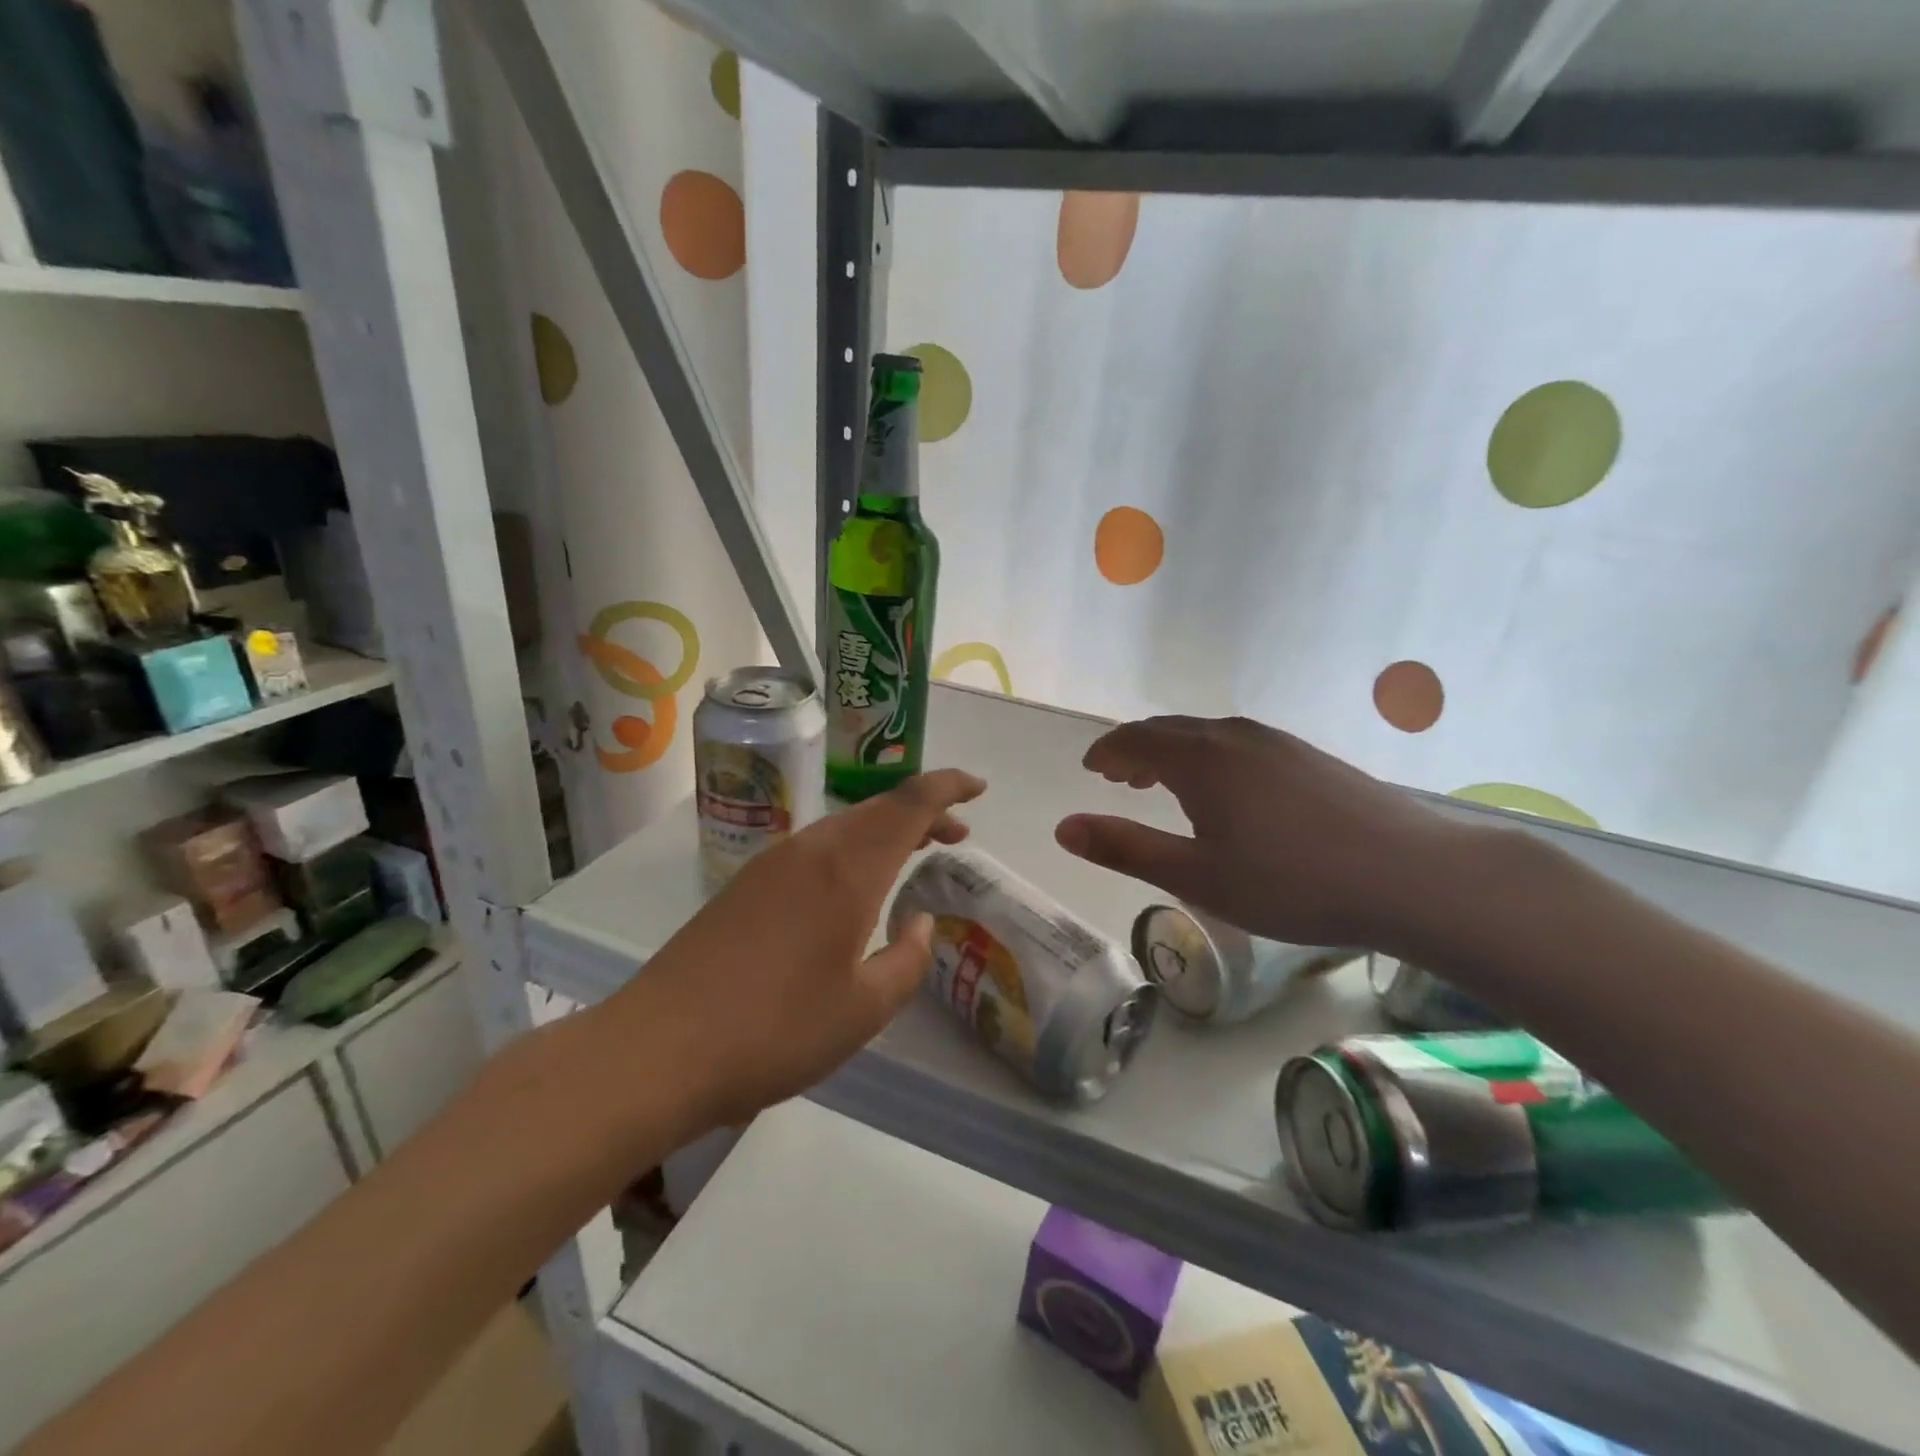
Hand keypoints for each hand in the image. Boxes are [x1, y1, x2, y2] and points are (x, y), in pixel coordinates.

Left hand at [619, 768, 986, 1131]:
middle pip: (878, 810)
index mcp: (848, 870)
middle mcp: (811, 851)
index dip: (949, 787)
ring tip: (911, 855)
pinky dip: (850, 850)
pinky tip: (850, 886)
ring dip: (884, 832)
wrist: (660, 1048)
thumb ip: (906, 960)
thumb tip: (919, 921)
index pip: (909, 804)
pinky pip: (814, 848)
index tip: (979, 787)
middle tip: (954, 835)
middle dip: (922, 812)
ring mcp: (772, 864)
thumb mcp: (863, 1010)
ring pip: (844, 826)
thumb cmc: (776, 1030)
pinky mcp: (745, 885)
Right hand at [1054, 716, 1475, 951]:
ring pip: (1206, 735)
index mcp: (1199, 759)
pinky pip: (1237, 744)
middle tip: (1118, 777)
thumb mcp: (1196, 877)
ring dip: (1172, 752)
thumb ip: (1125, 848)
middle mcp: (1233, 737)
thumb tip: (1063, 827)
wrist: (1411, 874)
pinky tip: (1225, 791)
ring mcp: (1276, 742)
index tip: (1090, 768)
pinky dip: (1208, 757)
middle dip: (1135, 750)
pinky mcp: (1307, 756)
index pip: (1135, 740)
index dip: (1106, 752)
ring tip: (1162, 783)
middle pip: (1169, 731)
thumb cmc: (1290, 881)